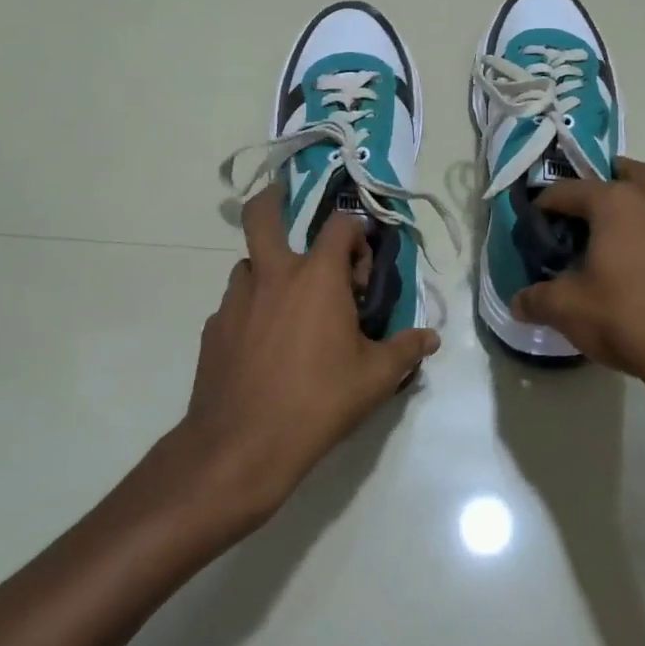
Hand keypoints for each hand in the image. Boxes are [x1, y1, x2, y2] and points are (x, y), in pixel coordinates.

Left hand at [176, 184, 438, 523]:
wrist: (242, 445)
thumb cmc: (318, 402)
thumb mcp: (375, 379)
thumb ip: (405, 350)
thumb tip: (431, 337)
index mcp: (316, 277)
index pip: (340, 226)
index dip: (356, 236)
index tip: (361, 270)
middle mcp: (272, 276)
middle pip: (262, 216)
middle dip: (273, 200)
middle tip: (284, 203)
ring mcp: (236, 300)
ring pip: (248, 264)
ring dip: (268, 269)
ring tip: (286, 304)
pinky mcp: (213, 328)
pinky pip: (235, 304)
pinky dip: (251, 309)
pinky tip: (262, 345)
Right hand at [510, 158, 644, 421]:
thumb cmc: (629, 320)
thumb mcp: (569, 311)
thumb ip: (537, 300)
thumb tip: (518, 302)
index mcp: (615, 203)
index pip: (568, 190)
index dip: (545, 204)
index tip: (535, 224)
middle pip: (625, 173)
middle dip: (602, 183)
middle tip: (584, 211)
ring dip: (637, 205)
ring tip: (619, 239)